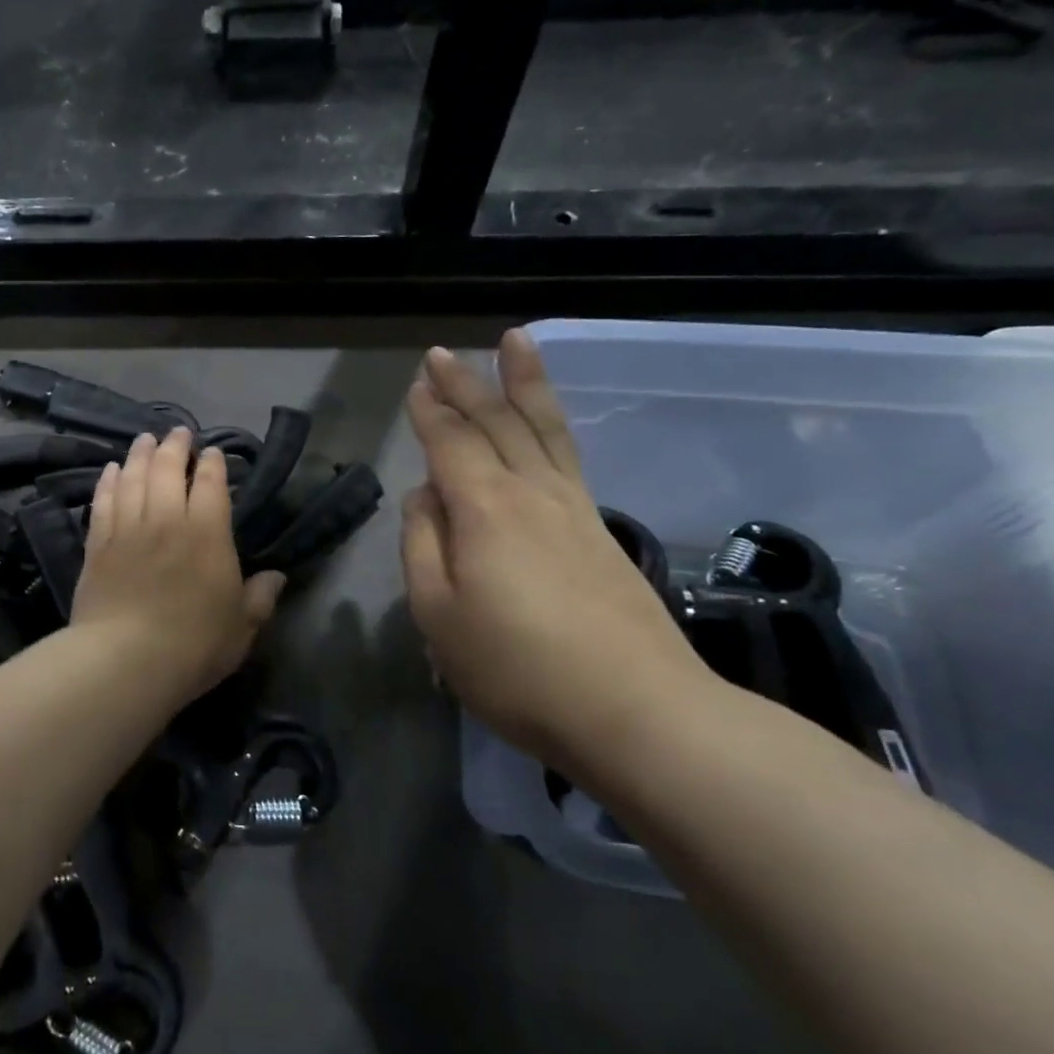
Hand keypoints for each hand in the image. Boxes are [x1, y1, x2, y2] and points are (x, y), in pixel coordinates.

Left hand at [71, 427, 286, 708]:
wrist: (125, 661)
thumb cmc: (194, 646)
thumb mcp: (241, 627)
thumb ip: (260, 598)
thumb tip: (277, 577)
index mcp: (208, 534)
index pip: (211, 484)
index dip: (212, 463)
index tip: (211, 452)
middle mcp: (167, 520)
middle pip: (167, 469)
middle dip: (175, 446)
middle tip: (178, 432)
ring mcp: (128, 529)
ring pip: (133, 478)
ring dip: (140, 454)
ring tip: (145, 439)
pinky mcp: (98, 545)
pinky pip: (103, 501)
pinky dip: (108, 481)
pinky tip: (112, 470)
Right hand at [401, 332, 711, 769]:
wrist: (637, 710)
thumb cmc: (518, 669)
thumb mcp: (439, 615)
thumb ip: (422, 546)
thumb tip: (425, 497)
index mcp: (483, 508)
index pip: (450, 443)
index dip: (430, 412)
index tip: (417, 383)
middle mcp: (530, 492)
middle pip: (496, 423)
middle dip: (466, 385)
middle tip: (444, 353)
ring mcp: (574, 508)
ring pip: (543, 428)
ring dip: (524, 384)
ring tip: (516, 343)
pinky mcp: (601, 531)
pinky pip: (568, 454)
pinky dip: (552, 423)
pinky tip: (547, 423)